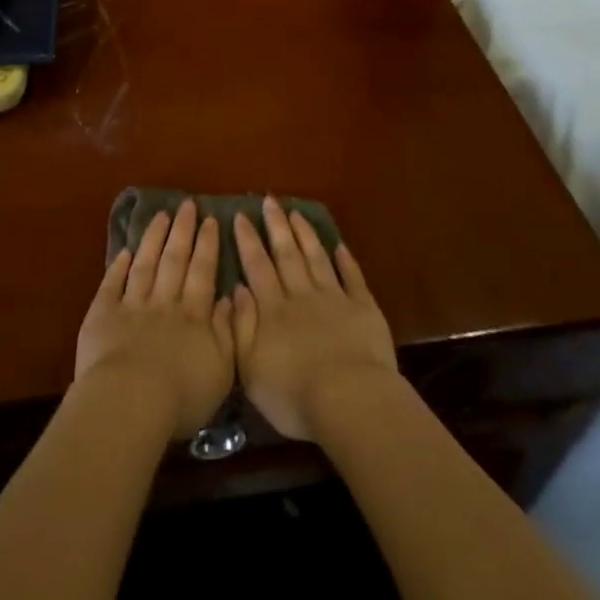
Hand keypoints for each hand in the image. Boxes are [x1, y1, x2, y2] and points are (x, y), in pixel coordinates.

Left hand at [74, 200, 234, 439]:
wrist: (131, 403)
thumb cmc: (182, 395)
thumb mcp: (222, 368)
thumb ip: (229, 330)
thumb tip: (232, 297)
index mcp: (194, 315)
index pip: (202, 272)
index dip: (207, 245)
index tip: (210, 219)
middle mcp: (164, 302)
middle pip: (174, 260)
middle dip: (182, 231)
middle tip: (187, 204)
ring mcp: (132, 306)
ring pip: (145, 264)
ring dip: (153, 239)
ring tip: (161, 216)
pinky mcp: (102, 316)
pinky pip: (111, 285)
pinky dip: (118, 267)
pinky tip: (124, 251)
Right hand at [231, 197, 396, 440]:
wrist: (349, 399)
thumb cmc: (293, 394)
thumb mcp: (251, 369)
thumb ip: (241, 327)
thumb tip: (237, 289)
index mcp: (273, 310)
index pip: (257, 267)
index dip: (248, 241)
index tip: (241, 215)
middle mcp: (301, 295)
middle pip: (286, 254)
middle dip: (276, 226)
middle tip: (269, 200)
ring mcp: (334, 298)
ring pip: (316, 258)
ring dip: (306, 235)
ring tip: (296, 213)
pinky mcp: (363, 308)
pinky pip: (353, 277)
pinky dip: (346, 260)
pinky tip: (340, 245)